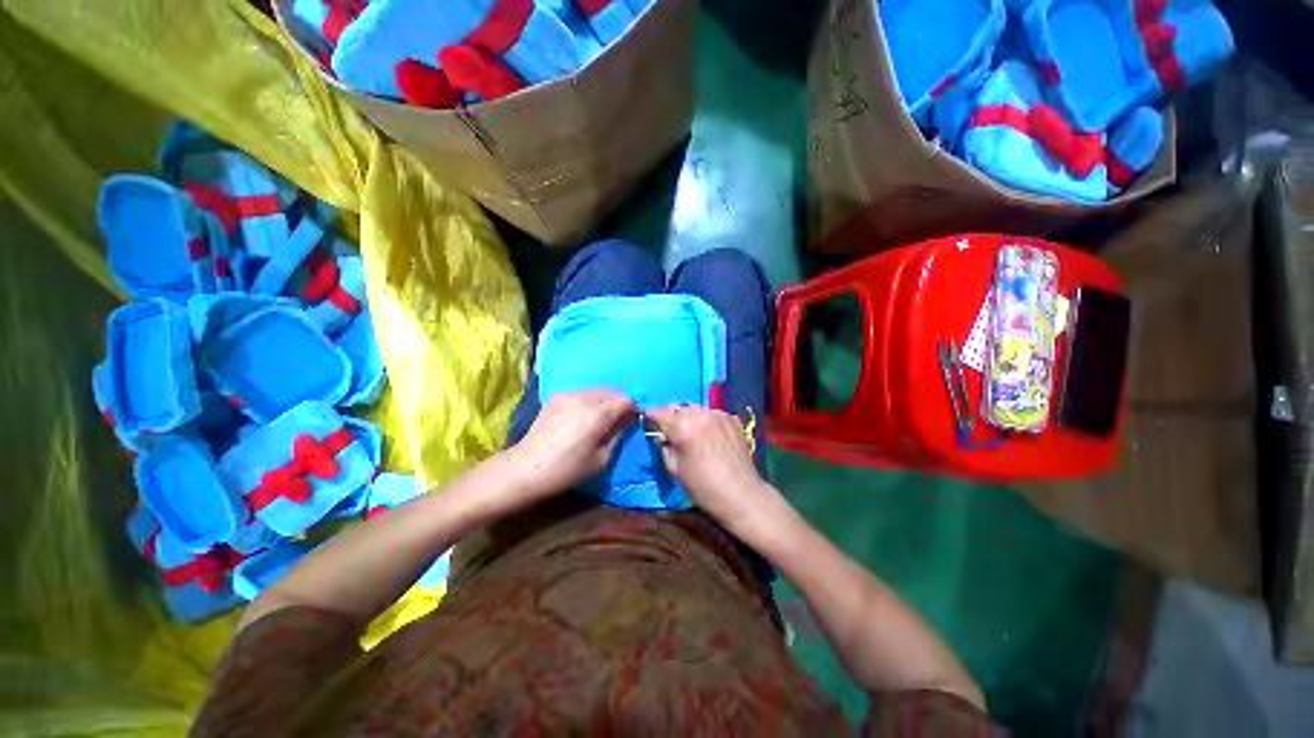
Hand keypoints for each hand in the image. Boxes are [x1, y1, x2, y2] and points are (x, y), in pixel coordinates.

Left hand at [505, 390, 636, 506]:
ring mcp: (568, 394)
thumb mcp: (601, 459)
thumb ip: (619, 434)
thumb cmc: (567, 470)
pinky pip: (582, 393)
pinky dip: (589, 400)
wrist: (526, 468)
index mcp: (597, 414)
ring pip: (598, 390)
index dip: (633, 409)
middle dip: (619, 404)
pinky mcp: (557, 396)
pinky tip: (582, 416)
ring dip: (605, 401)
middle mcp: (584, 397)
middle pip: (613, 392)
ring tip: (600, 418)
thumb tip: (629, 420)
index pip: (626, 400)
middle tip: (618, 421)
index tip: (632, 421)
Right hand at [646, 404, 775, 532]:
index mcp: (683, 427)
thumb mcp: (675, 469)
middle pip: (678, 408)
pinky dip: (707, 421)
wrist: (741, 494)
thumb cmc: (703, 486)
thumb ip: (664, 447)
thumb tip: (661, 436)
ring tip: (692, 433)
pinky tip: (710, 436)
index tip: (647, 420)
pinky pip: (713, 414)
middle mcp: (700, 414)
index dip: (651, 416)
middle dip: (672, 417)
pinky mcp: (732, 418)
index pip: (659, 412)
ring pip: (696, 409)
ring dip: (690, 417)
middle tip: (671, 431)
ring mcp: (719, 414)